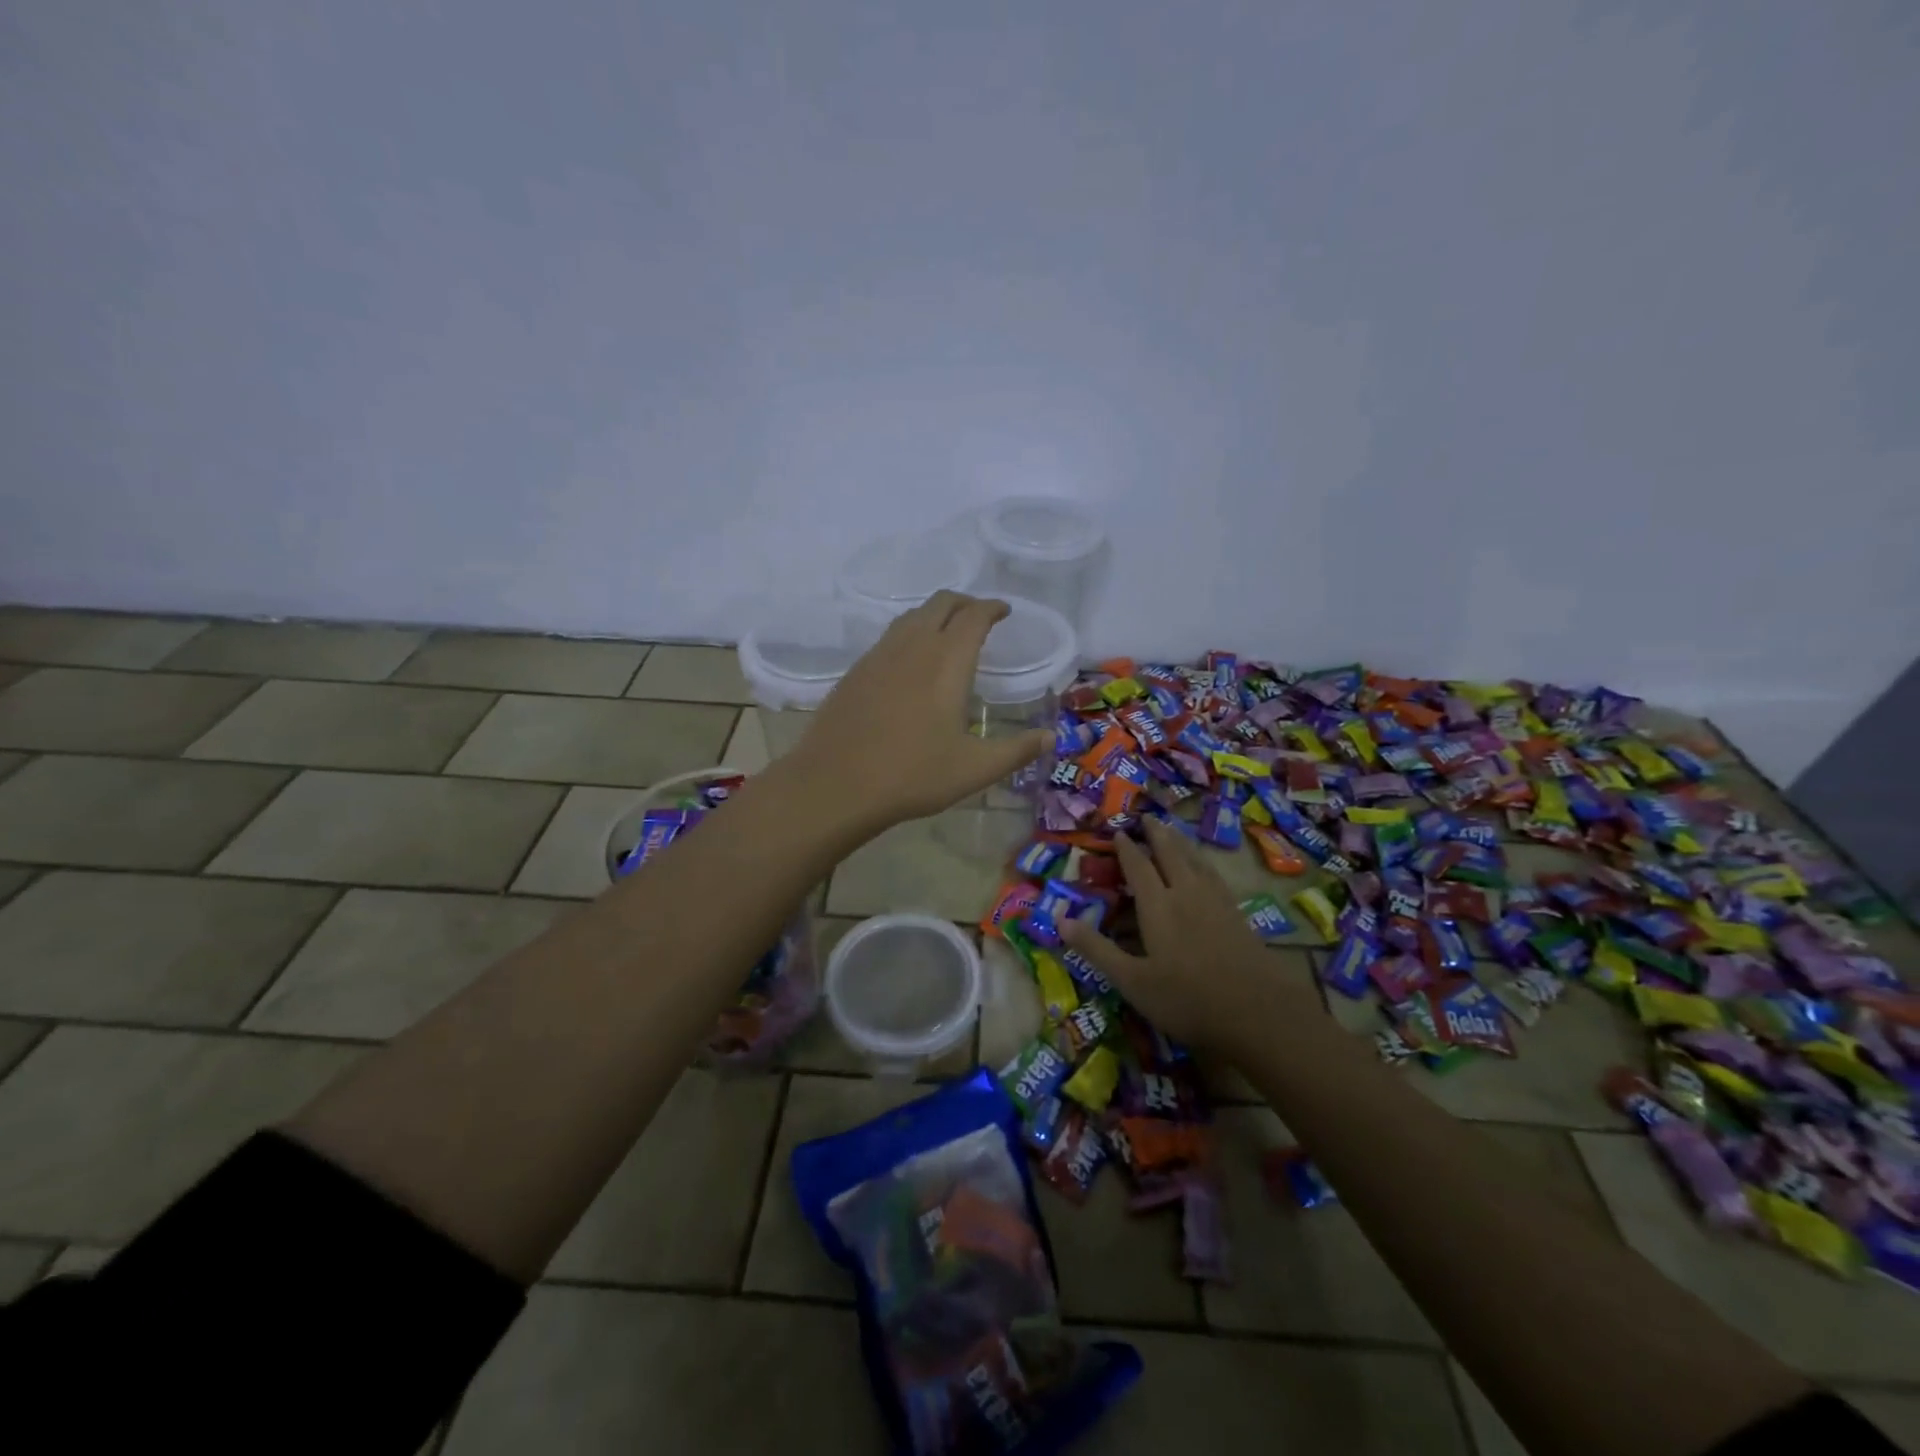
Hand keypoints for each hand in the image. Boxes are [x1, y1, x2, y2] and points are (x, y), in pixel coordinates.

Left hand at [782, 592, 1052, 829]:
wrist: (835, 784)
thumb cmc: (912, 775)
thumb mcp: (974, 769)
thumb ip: (1016, 750)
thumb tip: (1052, 738)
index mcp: (946, 661)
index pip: (974, 616)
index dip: (992, 608)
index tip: (1003, 611)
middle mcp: (912, 646)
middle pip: (940, 604)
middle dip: (964, 603)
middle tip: (979, 617)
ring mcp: (878, 655)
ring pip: (911, 617)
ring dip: (934, 615)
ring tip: (947, 633)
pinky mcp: (855, 671)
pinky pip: (889, 637)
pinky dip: (909, 634)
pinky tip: (909, 662)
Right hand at [1060, 819, 1295, 1050]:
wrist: (1259, 1012)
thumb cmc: (1187, 998)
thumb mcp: (1132, 981)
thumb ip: (1097, 949)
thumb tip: (1060, 920)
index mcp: (1158, 905)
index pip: (1138, 866)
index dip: (1126, 848)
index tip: (1117, 831)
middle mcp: (1186, 893)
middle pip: (1170, 854)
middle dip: (1157, 834)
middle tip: (1147, 817)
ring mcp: (1216, 902)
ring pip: (1196, 861)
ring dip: (1181, 843)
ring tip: (1173, 832)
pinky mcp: (1237, 915)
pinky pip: (1214, 875)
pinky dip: (1203, 862)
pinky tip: (1206, 870)